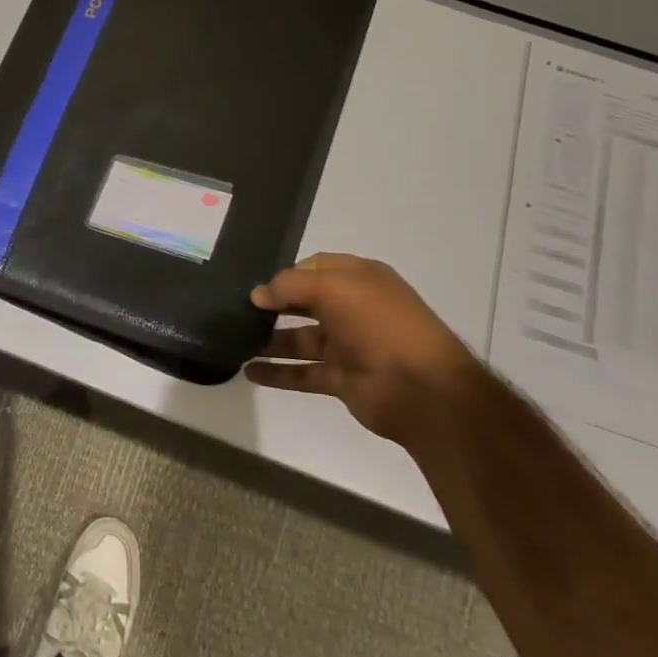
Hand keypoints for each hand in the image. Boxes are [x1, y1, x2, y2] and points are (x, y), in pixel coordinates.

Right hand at [245, 253, 481, 445]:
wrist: (422, 388)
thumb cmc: (379, 324)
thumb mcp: (333, 287)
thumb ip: (289, 285)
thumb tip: (258, 294)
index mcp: (360, 279)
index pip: (315, 268)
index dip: (285, 274)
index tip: (254, 285)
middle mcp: (354, 309)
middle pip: (305, 303)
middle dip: (274, 306)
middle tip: (237, 311)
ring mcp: (348, 346)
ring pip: (299, 339)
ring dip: (269, 340)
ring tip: (235, 341)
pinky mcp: (342, 379)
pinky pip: (302, 373)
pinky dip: (277, 373)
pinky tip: (248, 371)